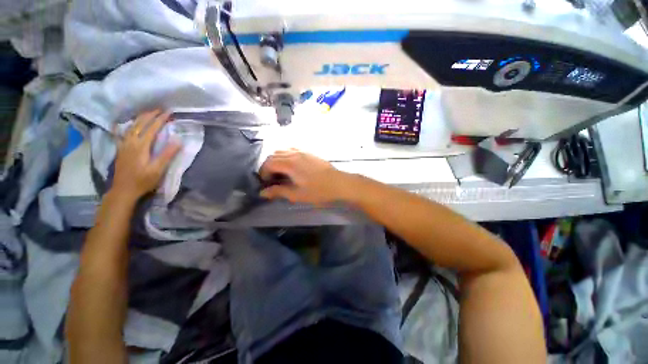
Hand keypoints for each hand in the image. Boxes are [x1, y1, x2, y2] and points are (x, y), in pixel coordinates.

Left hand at [111, 110, 180, 200]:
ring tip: (147, 113)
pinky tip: (122, 124)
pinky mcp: (120, 149)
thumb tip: (177, 139)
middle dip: (150, 115)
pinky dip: (123, 126)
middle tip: (159, 109)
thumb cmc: (143, 181)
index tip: (169, 112)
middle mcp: (130, 142)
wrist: (123, 190)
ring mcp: (123, 145)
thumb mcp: (158, 169)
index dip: (160, 119)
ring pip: (130, 126)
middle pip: (139, 124)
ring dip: (140, 118)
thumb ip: (167, 154)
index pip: (152, 128)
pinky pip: (121, 133)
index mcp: (141, 146)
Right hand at [259, 150, 354, 205]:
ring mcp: (303, 151)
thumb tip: (262, 192)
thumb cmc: (318, 191)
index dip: (264, 173)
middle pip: (274, 155)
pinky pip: (292, 149)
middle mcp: (294, 153)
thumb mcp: (297, 194)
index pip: (268, 163)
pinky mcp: (309, 152)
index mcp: (289, 163)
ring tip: (281, 172)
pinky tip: (291, 166)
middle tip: (272, 179)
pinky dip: (286, 155)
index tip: (267, 183)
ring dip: (277, 160)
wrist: (339, 184)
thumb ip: (278, 191)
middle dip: (268, 166)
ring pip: (283, 150)